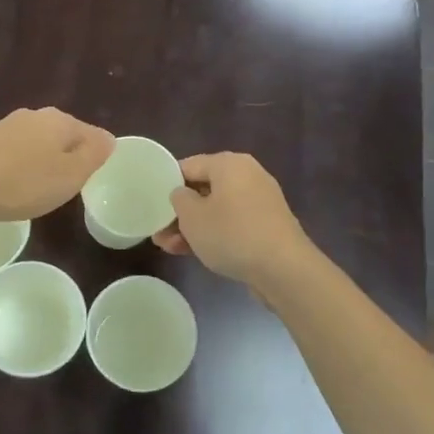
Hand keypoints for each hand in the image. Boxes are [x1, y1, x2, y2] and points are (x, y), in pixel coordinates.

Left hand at [0, 108, 114, 223]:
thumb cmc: (25, 183)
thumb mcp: (71, 174)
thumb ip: (93, 154)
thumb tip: (109, 137)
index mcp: (59, 120)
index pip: (89, 132)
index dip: (94, 154)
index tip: (90, 176)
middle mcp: (32, 116)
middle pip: (60, 134)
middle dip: (65, 154)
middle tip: (66, 183)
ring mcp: (3, 126)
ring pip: (32, 141)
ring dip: (38, 159)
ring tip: (37, 185)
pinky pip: (9, 152)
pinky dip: (14, 165)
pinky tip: (8, 182)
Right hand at [152, 153, 310, 288]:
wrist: (283, 269)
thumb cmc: (232, 234)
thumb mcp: (192, 216)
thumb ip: (179, 199)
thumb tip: (182, 194)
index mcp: (229, 164)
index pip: (188, 165)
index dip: (166, 183)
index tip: (151, 203)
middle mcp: (247, 176)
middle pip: (203, 189)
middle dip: (179, 211)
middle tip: (158, 231)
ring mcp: (259, 202)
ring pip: (216, 210)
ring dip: (192, 227)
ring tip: (168, 247)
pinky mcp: (266, 226)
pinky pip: (231, 224)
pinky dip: (213, 234)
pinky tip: (191, 252)